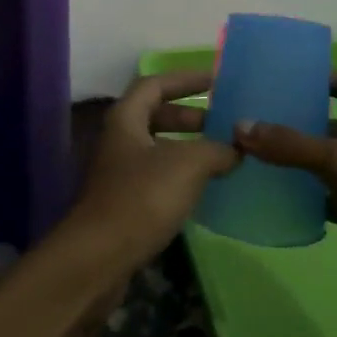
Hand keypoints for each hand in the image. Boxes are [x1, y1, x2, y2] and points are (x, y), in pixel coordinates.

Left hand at [64, 71, 239, 278]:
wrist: (99, 258)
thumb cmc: (142, 198)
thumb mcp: (187, 165)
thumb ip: (216, 150)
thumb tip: (237, 148)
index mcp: (126, 118)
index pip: (155, 84)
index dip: (185, 79)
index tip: (217, 81)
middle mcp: (118, 139)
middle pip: (155, 115)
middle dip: (190, 116)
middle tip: (223, 122)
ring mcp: (118, 172)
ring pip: (157, 148)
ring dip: (188, 147)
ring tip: (222, 155)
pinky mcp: (124, 202)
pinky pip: (157, 176)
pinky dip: (181, 174)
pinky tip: (204, 188)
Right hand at [233, 71, 336, 315]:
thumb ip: (293, 144)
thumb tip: (241, 126)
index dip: (317, 75)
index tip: (277, 77)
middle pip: (327, 123)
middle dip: (293, 119)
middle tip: (249, 116)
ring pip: (322, 161)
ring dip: (292, 159)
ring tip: (249, 153)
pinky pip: (324, 197)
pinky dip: (301, 196)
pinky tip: (270, 196)